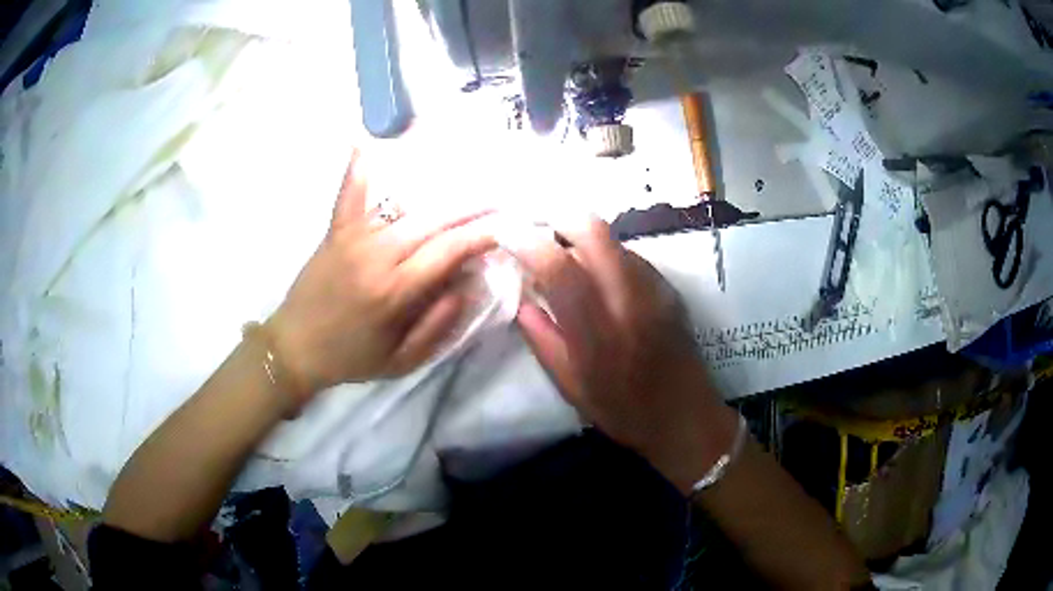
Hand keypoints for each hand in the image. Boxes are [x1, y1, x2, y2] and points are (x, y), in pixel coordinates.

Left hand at [268, 151, 497, 400]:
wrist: (294, 348)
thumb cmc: (350, 358)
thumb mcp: (401, 361)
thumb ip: (437, 325)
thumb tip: (467, 287)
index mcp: (395, 290)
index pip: (448, 251)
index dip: (480, 236)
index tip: (503, 227)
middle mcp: (377, 255)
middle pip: (432, 222)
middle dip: (470, 210)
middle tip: (496, 201)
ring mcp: (353, 238)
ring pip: (402, 207)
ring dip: (436, 196)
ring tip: (463, 186)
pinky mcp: (334, 233)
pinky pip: (348, 196)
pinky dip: (356, 171)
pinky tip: (361, 142)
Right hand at [514, 217, 736, 493]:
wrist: (686, 417)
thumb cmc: (625, 412)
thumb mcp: (572, 388)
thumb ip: (543, 340)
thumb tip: (522, 301)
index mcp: (598, 333)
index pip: (560, 269)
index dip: (528, 242)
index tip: (506, 232)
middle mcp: (629, 300)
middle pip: (594, 231)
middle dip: (559, 217)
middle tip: (536, 227)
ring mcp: (654, 289)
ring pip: (613, 239)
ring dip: (582, 236)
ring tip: (565, 253)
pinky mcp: (669, 287)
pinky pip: (630, 255)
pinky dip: (606, 255)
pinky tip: (599, 276)